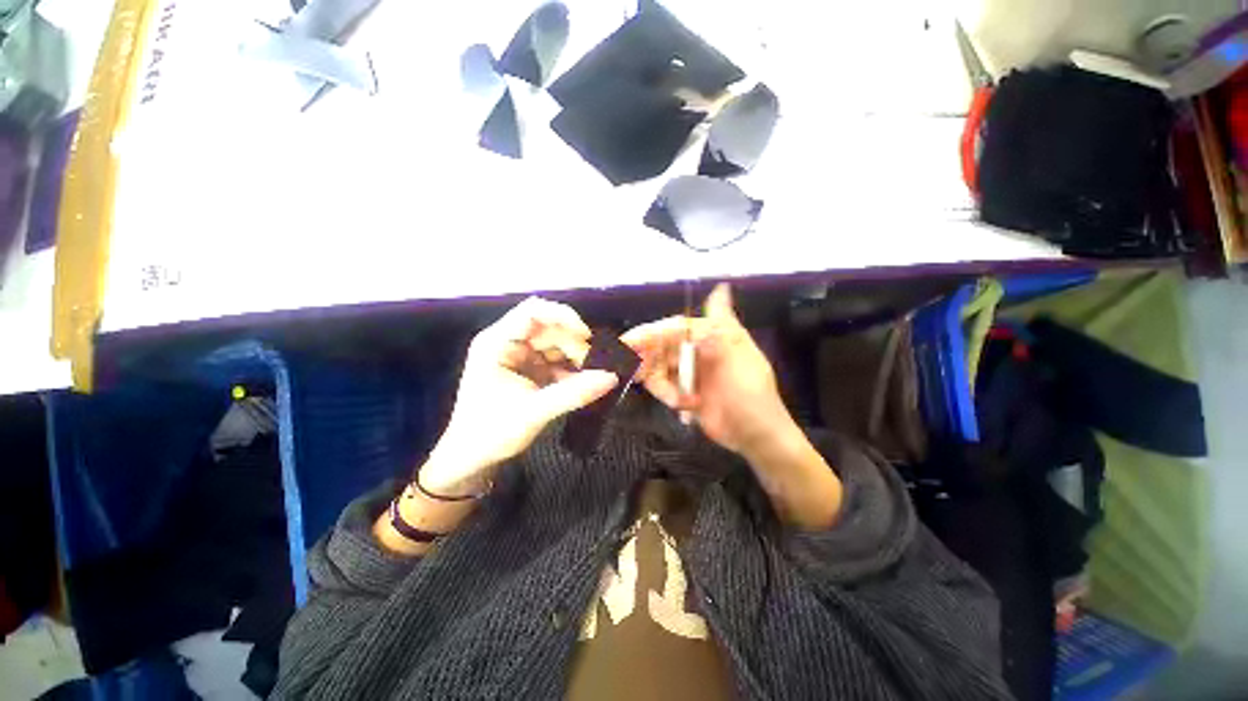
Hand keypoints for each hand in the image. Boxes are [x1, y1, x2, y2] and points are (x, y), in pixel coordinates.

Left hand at [420, 297, 618, 495]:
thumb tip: (612, 378)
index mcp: (497, 343)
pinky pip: (557, 361)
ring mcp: (520, 356)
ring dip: (576, 358)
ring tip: (592, 378)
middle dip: (574, 345)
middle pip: (550, 328)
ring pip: (557, 344)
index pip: (533, 312)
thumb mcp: (533, 413)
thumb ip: (573, 394)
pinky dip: (572, 370)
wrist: (471, 460)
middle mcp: (509, 343)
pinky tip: (583, 384)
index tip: (586, 336)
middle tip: (594, 368)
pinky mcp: (530, 370)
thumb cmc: (491, 434)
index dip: (562, 316)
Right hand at [624, 284, 842, 528]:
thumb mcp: (739, 356)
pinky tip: (685, 408)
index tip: (626, 342)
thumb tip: (721, 286)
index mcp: (711, 337)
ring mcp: (690, 372)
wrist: (757, 437)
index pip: (673, 329)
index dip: (649, 334)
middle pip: (661, 347)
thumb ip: (723, 323)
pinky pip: (664, 386)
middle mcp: (697, 350)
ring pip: (659, 368)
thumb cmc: (750, 394)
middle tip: (624, 368)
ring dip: (660, 384)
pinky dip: (667, 395)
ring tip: (676, 401)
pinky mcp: (684, 391)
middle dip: (644, 358)